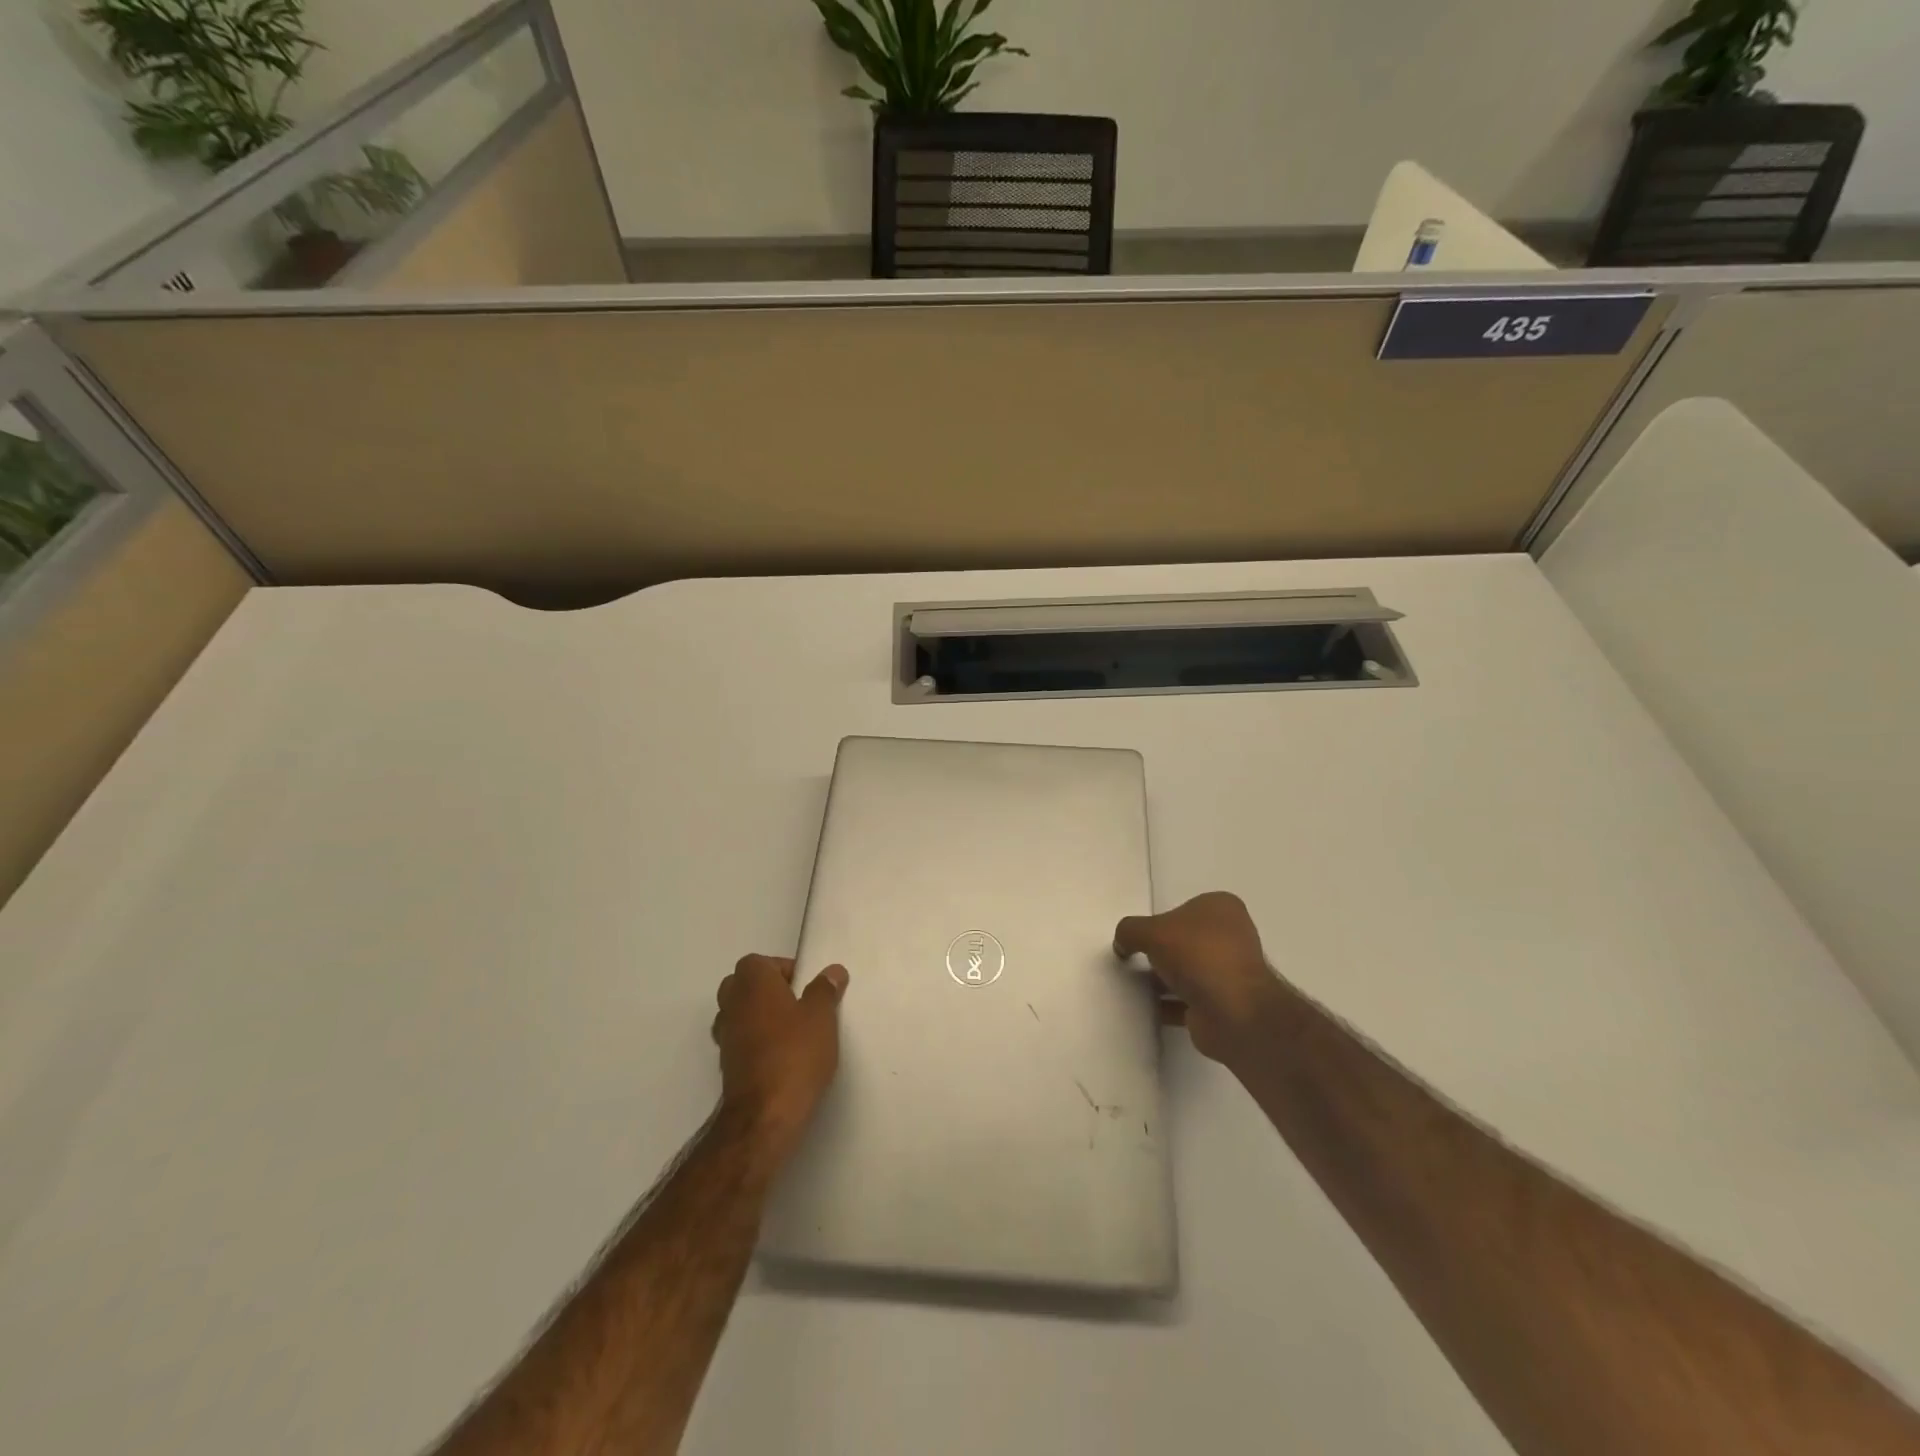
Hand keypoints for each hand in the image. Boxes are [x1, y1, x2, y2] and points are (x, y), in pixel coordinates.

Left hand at [711, 955, 848, 1167]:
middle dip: (769, 991)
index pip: (760, 962)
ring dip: (761, 1016)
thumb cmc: (795, 1054)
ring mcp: (725, 1036)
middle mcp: (731, 1004)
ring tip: (792, 1032)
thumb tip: (832, 971)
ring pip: (740, 1013)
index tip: (807, 987)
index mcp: (752, 983)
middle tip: (799, 1005)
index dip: (784, 970)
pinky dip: (756, 1041)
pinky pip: (741, 1039)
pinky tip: (781, 1055)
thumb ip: (825, 989)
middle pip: (744, 985)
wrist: (764, 1115)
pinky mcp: (726, 1064)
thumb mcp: (822, 1017)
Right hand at [1114, 892, 1279, 1065]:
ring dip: (1164, 979)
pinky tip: (1147, 1008)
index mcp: (1222, 908)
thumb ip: (1130, 931)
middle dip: (1162, 951)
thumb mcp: (1152, 931)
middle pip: (1185, 940)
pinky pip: (1188, 999)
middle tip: (1135, 959)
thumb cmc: (1198, 955)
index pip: (1184, 908)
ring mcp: (1230, 972)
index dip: (1161, 921)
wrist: (1233, 1012)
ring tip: (1134, 985)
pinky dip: (1169, 1003)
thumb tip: (1122, 944)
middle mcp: (1231, 936)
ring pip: (1188, 971)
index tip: (1142, 936)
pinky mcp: (1224, 1003)